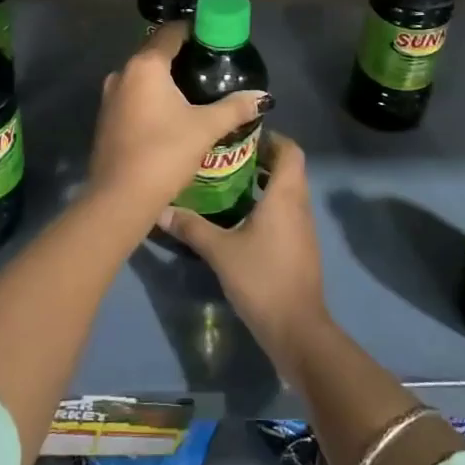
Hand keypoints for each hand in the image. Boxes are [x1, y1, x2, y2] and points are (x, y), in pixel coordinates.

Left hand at [85, 22, 267, 213]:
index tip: (216, 38)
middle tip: (211, 65)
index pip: (171, 32)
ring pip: (143, 75)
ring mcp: (110, 96)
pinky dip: (152, 96)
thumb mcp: (206, 128)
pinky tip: (172, 112)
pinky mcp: (106, 118)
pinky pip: (134, 95)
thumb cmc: (164, 153)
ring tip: (195, 89)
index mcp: (145, 66)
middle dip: (182, 55)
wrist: (120, 198)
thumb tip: (263, 97)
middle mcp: (122, 73)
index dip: (194, 30)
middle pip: (155, 52)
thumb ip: (235, 107)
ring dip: (166, 78)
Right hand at [156, 131, 327, 371]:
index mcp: (285, 195)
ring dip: (264, 182)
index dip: (272, 138)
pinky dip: (268, 204)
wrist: (297, 329)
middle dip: (262, 158)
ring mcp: (303, 228)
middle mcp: (299, 205)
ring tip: (229, 181)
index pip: (290, 150)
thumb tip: (160, 208)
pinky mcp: (300, 247)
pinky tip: (240, 217)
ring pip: (288, 191)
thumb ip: (191, 227)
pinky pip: (286, 212)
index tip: (243, 136)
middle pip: (289, 168)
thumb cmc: (262, 279)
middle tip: (227, 156)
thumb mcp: (220, 251)